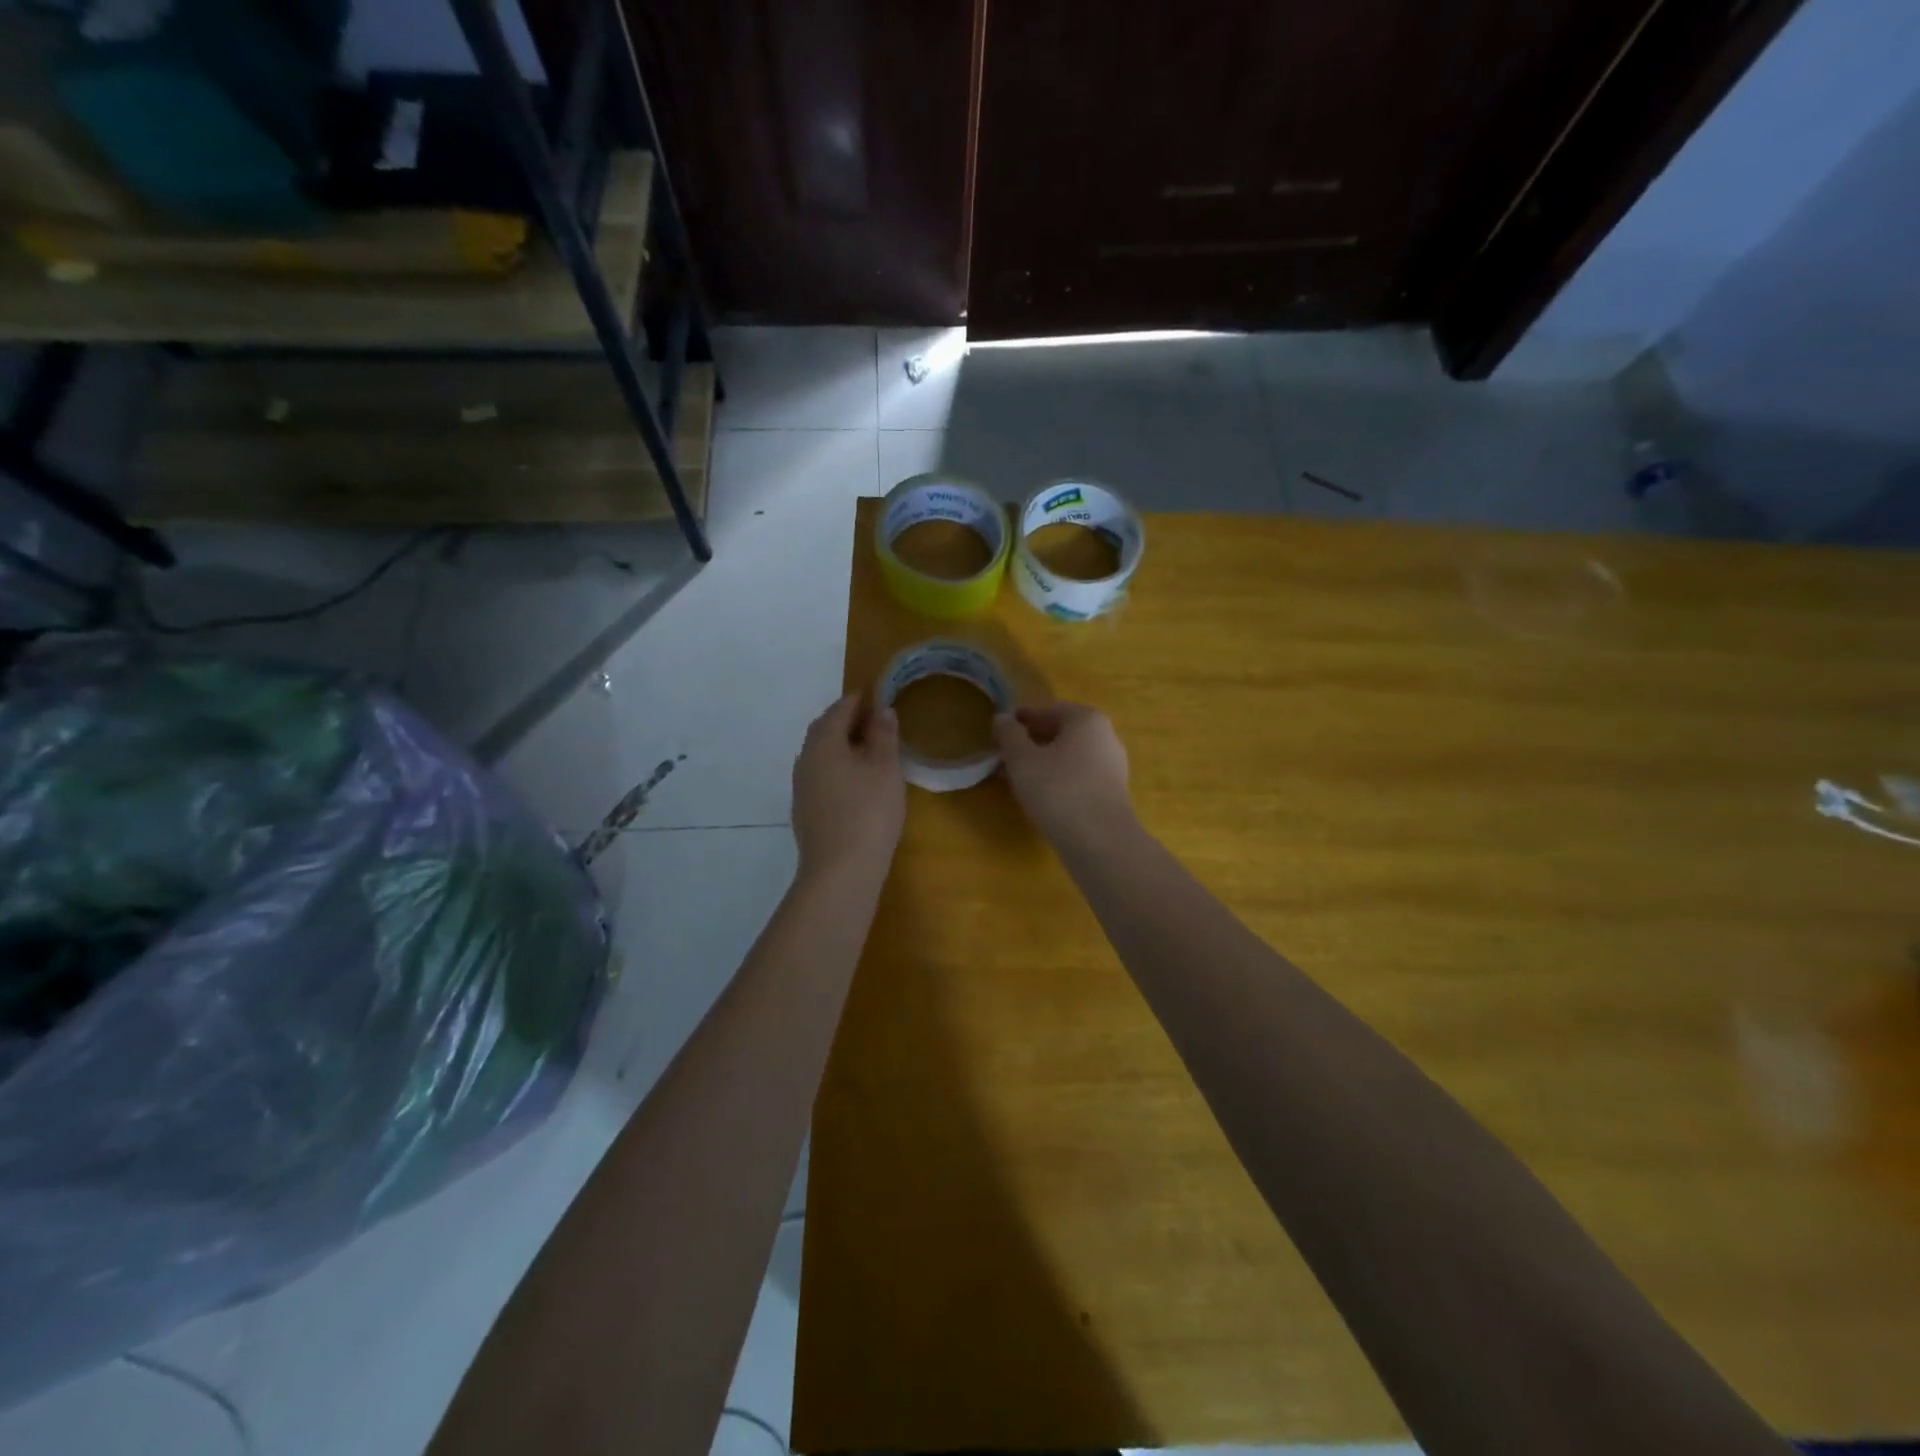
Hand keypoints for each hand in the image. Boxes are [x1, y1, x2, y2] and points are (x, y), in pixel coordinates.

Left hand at [792, 693, 905, 876]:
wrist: (840, 871)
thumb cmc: (869, 812)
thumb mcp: (885, 768)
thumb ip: (883, 736)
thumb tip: (881, 710)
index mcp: (823, 743)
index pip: (839, 710)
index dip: (859, 700)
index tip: (877, 695)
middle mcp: (805, 760)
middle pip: (825, 730)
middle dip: (848, 721)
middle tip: (875, 721)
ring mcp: (801, 788)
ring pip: (822, 755)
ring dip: (843, 746)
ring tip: (870, 751)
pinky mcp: (805, 811)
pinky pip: (822, 776)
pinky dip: (839, 769)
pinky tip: (857, 782)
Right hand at [993, 702, 1133, 842]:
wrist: (1100, 842)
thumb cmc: (1058, 791)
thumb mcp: (1022, 760)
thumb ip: (1009, 735)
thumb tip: (1002, 718)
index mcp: (1086, 718)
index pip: (1046, 710)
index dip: (1020, 720)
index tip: (998, 734)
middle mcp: (1105, 735)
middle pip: (1060, 732)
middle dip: (1031, 742)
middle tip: (1005, 757)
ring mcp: (1113, 765)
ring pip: (1069, 756)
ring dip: (1043, 762)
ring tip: (1018, 778)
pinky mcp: (1112, 791)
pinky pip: (1079, 776)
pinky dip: (1058, 779)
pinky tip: (1041, 796)